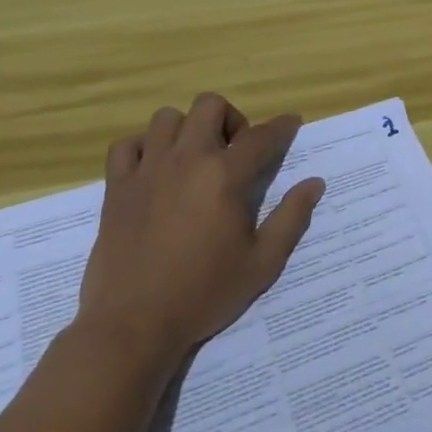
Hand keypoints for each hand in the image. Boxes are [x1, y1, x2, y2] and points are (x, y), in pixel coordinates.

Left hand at [77, 93, 322, 356]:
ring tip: (194, 159)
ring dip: (186, 130)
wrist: (134, 325)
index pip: (261, 136)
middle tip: (234, 152)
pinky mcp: (117, 187)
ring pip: (167, 118)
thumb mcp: (262, 263)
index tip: (291, 124)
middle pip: (210, 106)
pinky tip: (154, 170)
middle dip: (230, 119)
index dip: (282, 127)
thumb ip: (291, 218)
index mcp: (224, 176)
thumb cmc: (204, 294)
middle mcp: (186, 159)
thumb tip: (315, 183)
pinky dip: (142, 148)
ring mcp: (147, 170)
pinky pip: (126, 145)